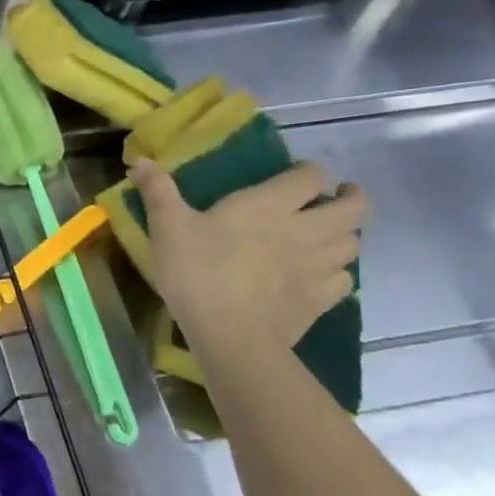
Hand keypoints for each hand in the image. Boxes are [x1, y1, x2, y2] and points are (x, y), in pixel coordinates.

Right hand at [132, 157, 368, 369]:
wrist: (231, 335)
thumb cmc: (198, 271)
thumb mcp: (168, 227)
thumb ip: (158, 191)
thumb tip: (140, 160)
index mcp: (271, 204)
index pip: (312, 176)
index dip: (310, 172)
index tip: (297, 176)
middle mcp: (306, 229)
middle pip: (354, 209)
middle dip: (351, 199)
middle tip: (333, 199)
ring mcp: (319, 267)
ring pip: (354, 243)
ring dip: (344, 235)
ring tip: (325, 236)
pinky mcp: (322, 300)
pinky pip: (345, 279)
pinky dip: (338, 272)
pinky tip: (319, 275)